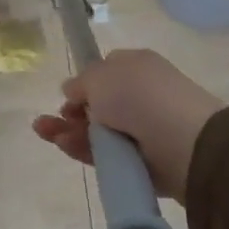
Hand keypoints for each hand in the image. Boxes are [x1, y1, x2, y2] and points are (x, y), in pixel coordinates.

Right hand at [32, 49, 224, 200]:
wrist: (184, 143)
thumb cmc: (139, 97)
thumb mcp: (100, 75)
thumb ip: (81, 82)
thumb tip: (73, 90)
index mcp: (137, 68)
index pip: (105, 72)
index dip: (84, 83)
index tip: (68, 95)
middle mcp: (140, 96)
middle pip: (96, 105)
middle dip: (70, 112)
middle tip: (48, 121)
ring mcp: (141, 130)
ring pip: (96, 132)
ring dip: (68, 131)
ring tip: (45, 132)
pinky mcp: (140, 161)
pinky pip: (105, 155)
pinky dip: (83, 150)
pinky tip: (63, 145)